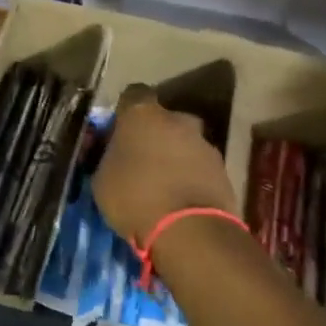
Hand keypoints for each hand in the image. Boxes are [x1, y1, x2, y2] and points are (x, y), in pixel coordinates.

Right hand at [92, 84, 240, 245]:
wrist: (189, 231)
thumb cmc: (135, 196)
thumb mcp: (102, 178)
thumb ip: (110, 156)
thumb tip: (116, 154)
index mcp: (143, 114)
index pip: (133, 95)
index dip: (125, 112)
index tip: (118, 130)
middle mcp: (178, 119)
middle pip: (163, 120)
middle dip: (154, 135)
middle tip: (141, 160)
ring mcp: (205, 144)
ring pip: (184, 143)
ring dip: (174, 157)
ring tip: (162, 186)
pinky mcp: (223, 170)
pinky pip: (199, 167)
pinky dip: (190, 177)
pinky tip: (179, 199)